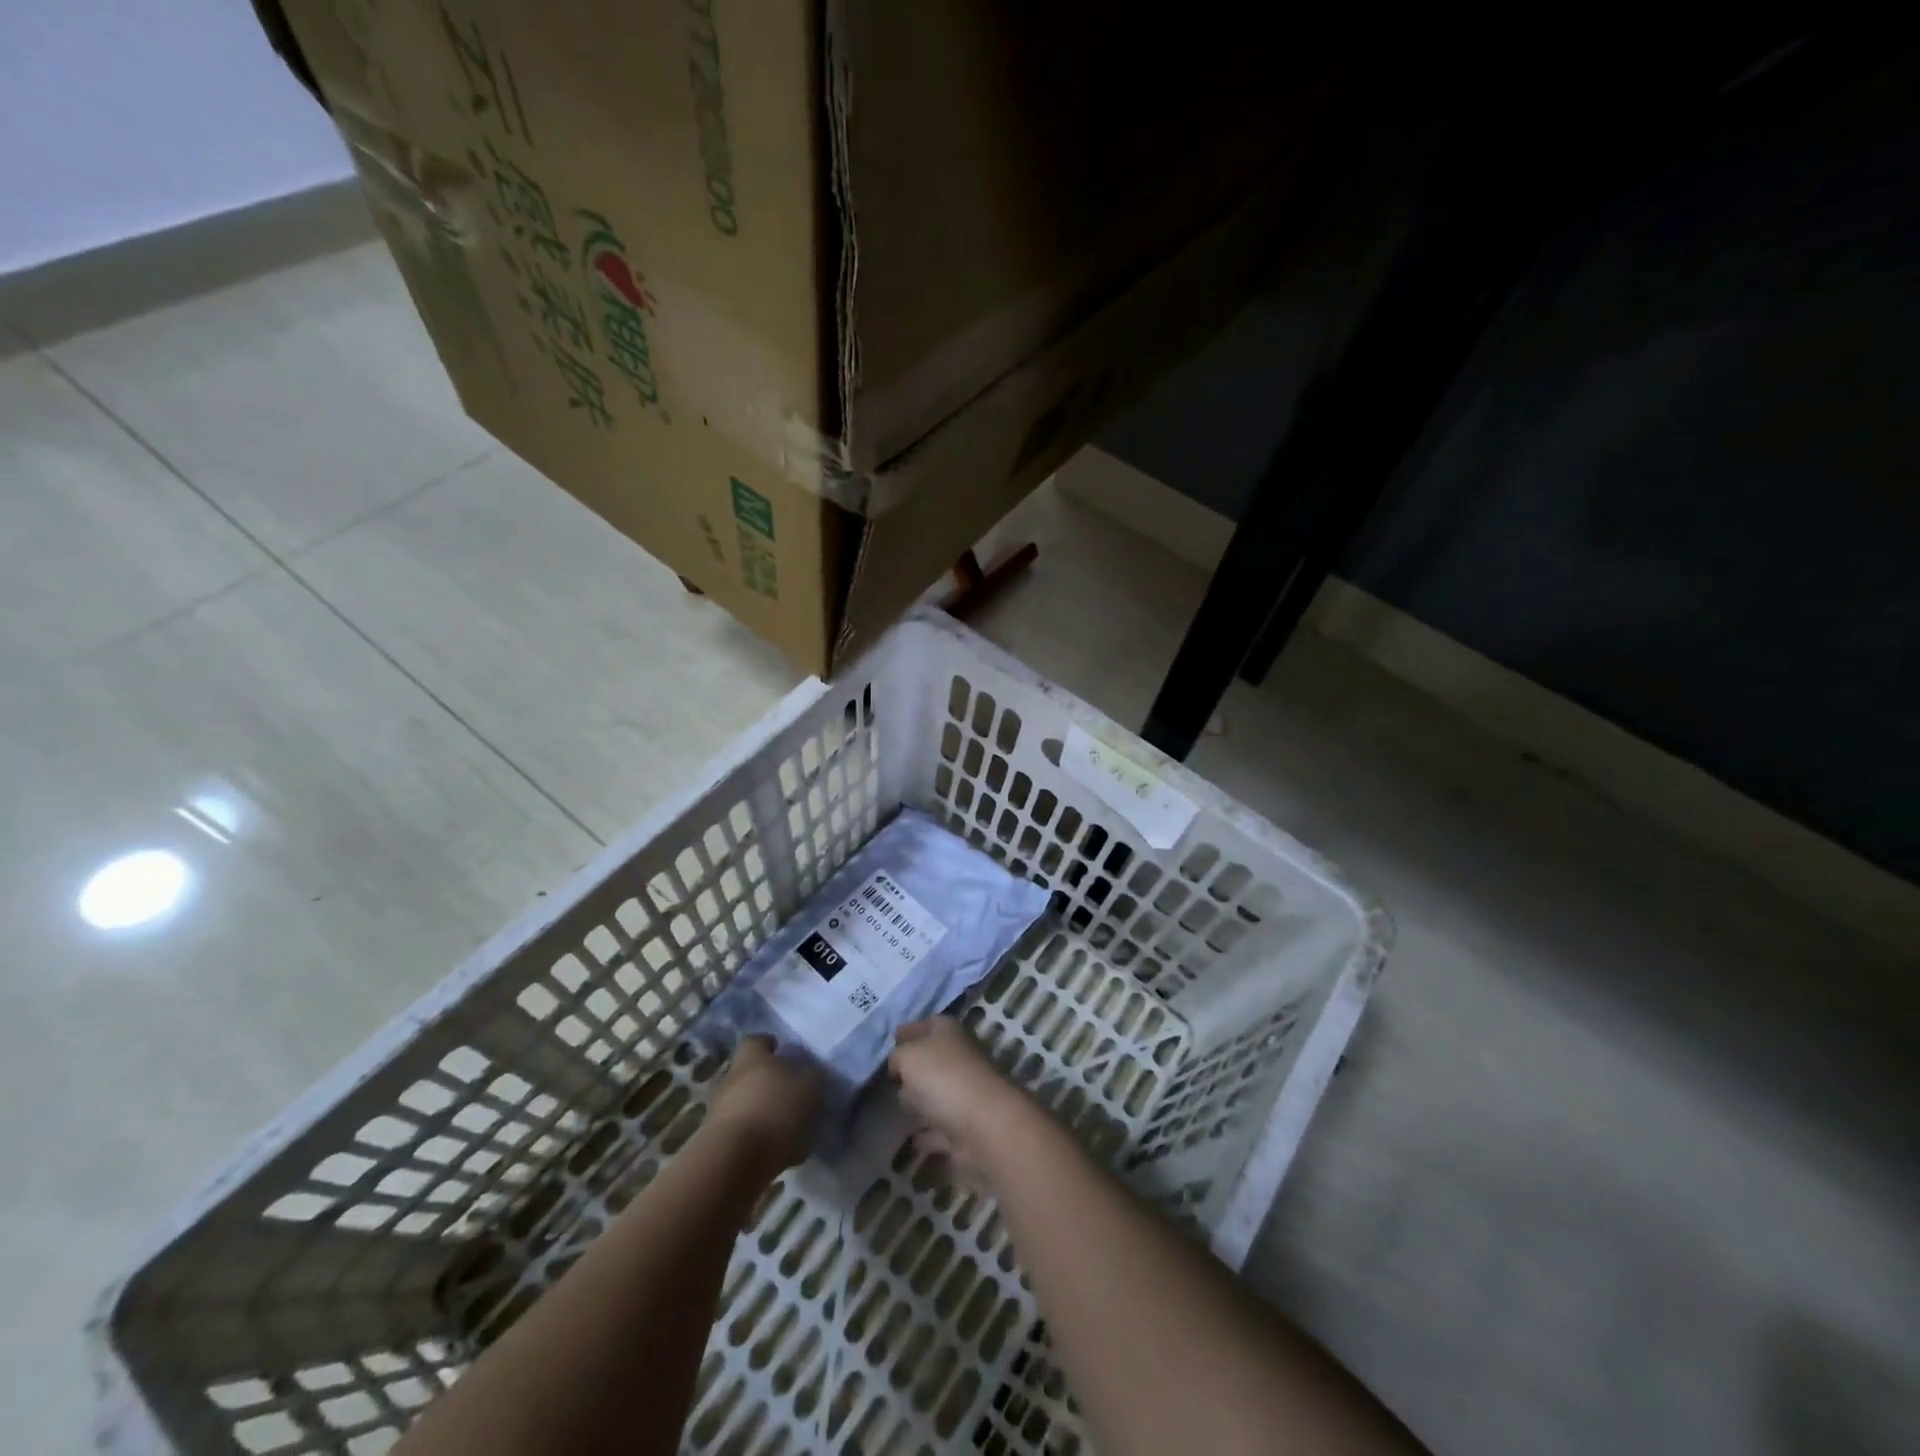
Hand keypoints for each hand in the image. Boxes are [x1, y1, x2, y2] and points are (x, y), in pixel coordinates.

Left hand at [705, 1037, 821, 1173]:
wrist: (734, 1161)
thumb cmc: (776, 1111)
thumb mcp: (810, 1088)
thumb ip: (811, 1077)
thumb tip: (808, 1075)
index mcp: (752, 1057)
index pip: (757, 1040)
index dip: (771, 1046)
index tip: (785, 1054)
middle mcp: (730, 1077)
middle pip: (749, 1073)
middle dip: (767, 1082)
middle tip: (790, 1094)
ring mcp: (718, 1110)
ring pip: (743, 1103)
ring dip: (760, 1111)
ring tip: (785, 1128)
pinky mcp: (713, 1141)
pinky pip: (739, 1131)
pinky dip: (754, 1137)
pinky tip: (772, 1150)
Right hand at [888, 1018, 1032, 1180]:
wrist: (983, 1123)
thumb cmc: (942, 1077)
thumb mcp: (907, 1056)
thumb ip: (897, 1057)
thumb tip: (898, 1066)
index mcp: (948, 1032)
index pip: (926, 1024)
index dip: (908, 1031)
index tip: (891, 1042)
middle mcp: (959, 1058)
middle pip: (931, 1060)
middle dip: (912, 1070)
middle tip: (893, 1079)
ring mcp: (965, 1093)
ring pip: (936, 1094)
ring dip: (921, 1102)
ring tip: (899, 1109)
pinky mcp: (966, 1127)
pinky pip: (940, 1129)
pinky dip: (929, 1135)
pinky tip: (913, 1140)